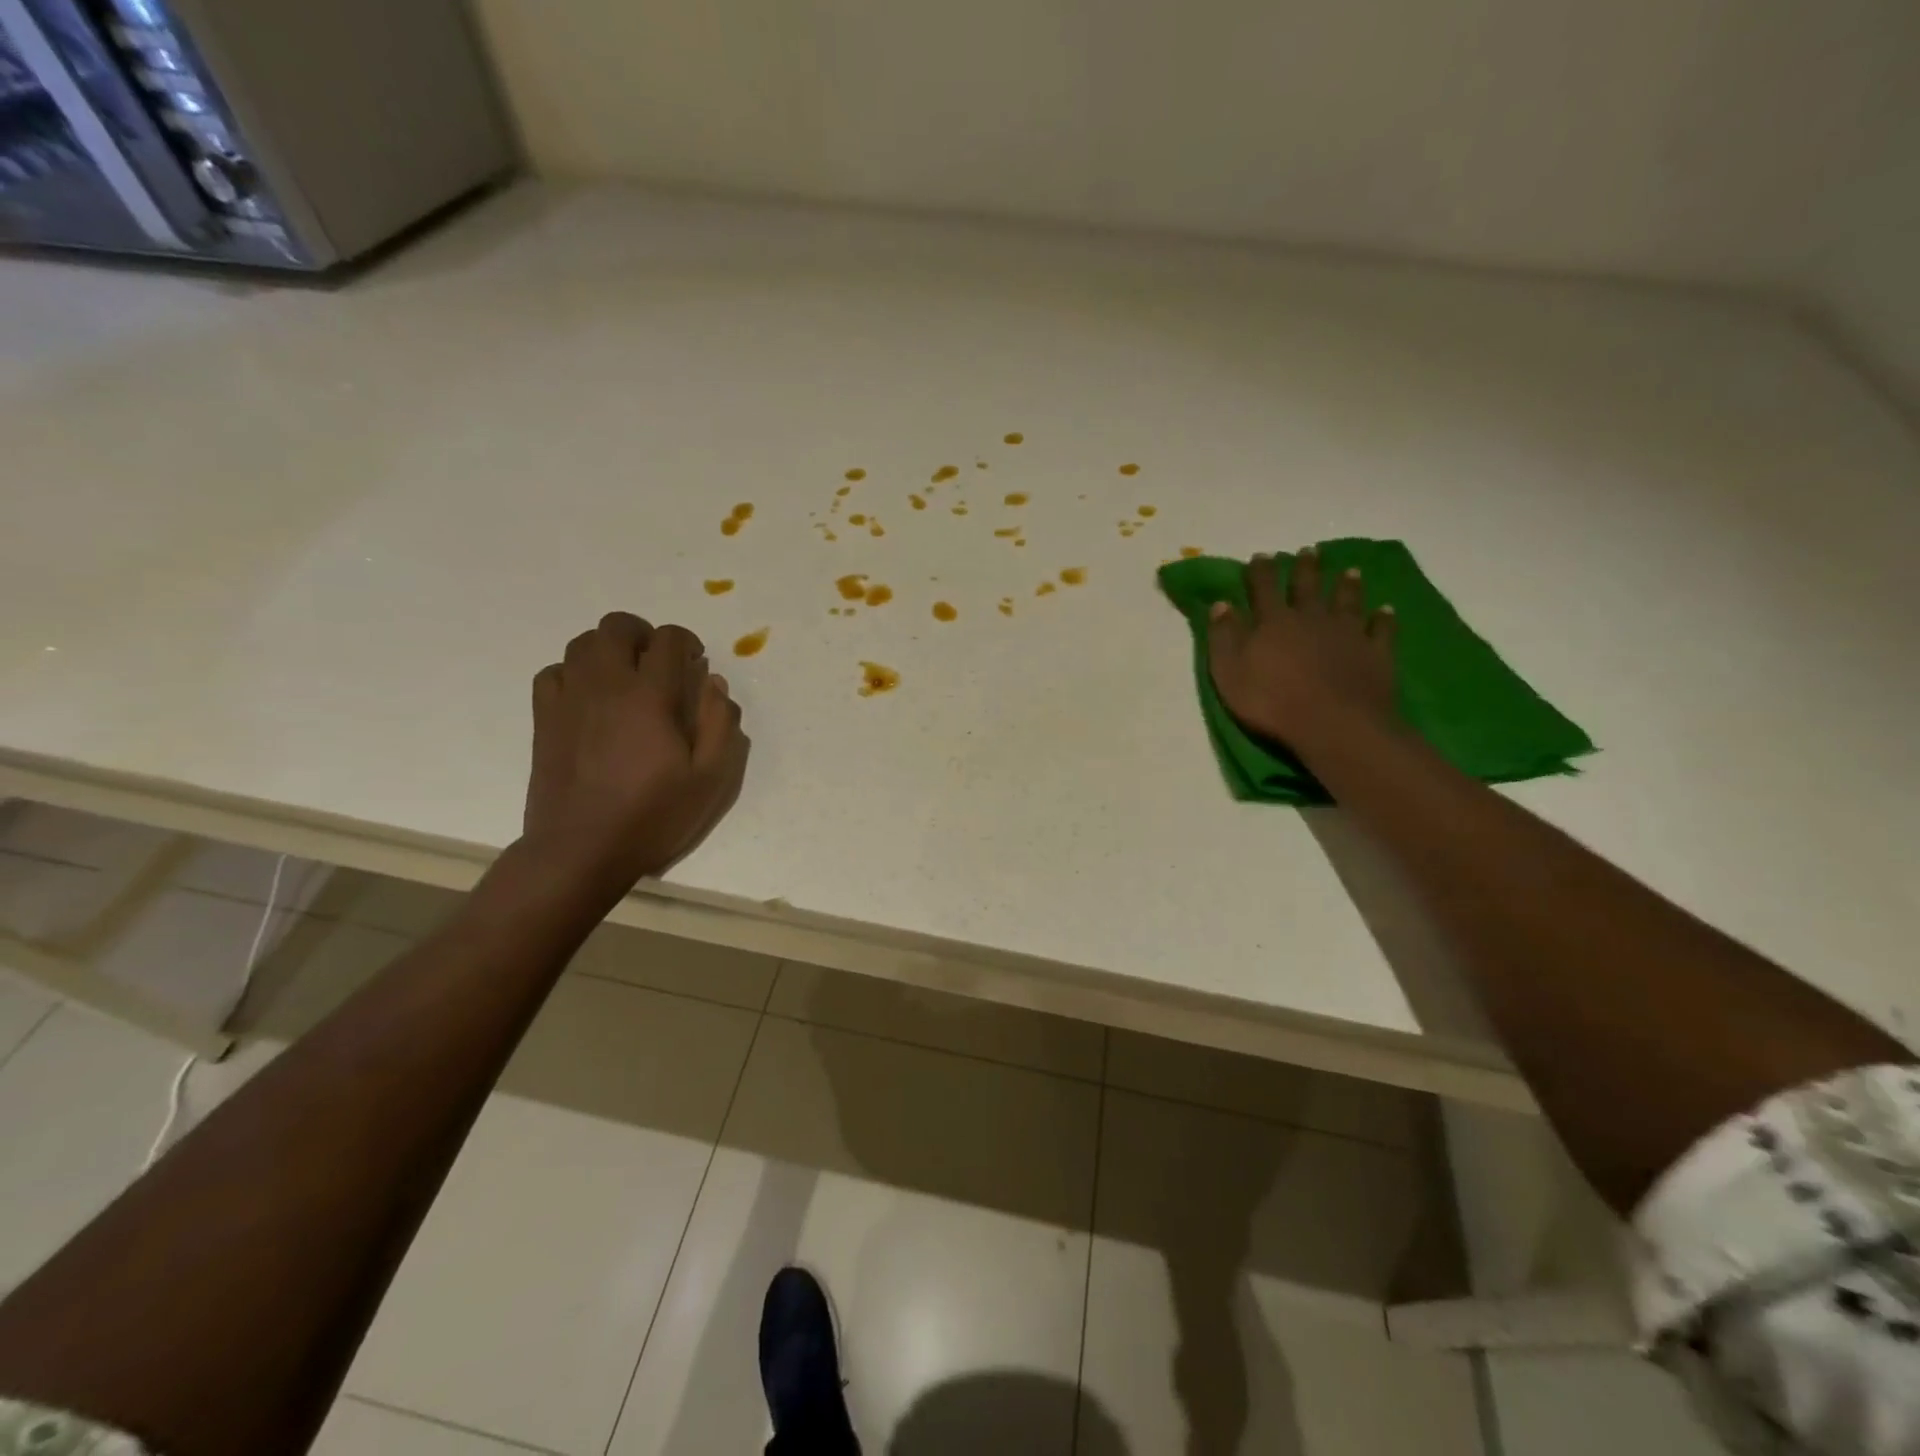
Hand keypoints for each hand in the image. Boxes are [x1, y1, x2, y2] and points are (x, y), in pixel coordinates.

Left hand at [523, 612, 748, 892]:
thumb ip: (720, 724)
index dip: (686, 642)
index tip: (694, 664)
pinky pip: (555, 672)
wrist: (581, 850)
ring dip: (610, 649)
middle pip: (617, 627)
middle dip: (644, 634)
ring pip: (582, 643)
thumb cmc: (653, 816)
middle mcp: (606, 685)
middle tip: (660, 663)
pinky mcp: (545, 718)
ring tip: (627, 677)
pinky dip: (575, 672)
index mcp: (650, 696)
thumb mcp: (710, 779)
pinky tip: (591, 697)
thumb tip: (714, 684)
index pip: (667, 640)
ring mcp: (569, 699)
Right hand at [1207, 547, 1398, 753]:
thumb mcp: (1229, 672)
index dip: (1260, 571)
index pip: (1264, 588)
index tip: (1261, 556)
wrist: (1333, 724)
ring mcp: (1347, 633)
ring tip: (1350, 571)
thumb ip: (1224, 637)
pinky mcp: (1375, 652)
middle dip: (1306, 568)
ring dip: (1347, 585)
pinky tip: (1386, 610)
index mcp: (1274, 622)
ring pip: (1346, 601)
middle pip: (1308, 586)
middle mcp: (1311, 618)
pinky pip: (1380, 629)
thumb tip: (1221, 604)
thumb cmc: (1271, 701)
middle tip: (1308, 551)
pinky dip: (1383, 618)